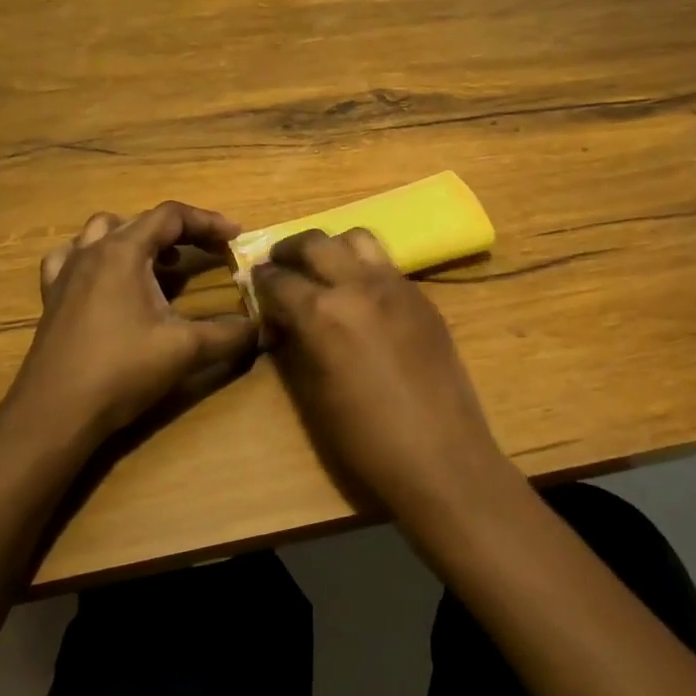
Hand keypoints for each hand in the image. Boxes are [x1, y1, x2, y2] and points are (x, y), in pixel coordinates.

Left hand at [8, 203, 259, 442]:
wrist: (54, 414)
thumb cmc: (121, 372)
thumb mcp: (185, 350)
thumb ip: (230, 335)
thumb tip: (264, 328)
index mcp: (123, 252)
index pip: (171, 216)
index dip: (207, 221)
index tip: (235, 237)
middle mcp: (92, 252)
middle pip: (140, 220)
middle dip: (179, 231)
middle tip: (207, 251)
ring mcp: (66, 272)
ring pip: (102, 231)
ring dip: (136, 237)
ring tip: (160, 261)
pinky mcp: (51, 297)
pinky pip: (71, 257)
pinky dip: (95, 256)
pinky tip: (107, 279)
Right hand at [251, 228, 509, 513]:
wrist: (442, 457)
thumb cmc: (366, 441)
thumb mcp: (313, 395)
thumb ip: (294, 345)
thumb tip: (281, 321)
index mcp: (323, 313)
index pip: (278, 279)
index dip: (259, 281)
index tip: (253, 284)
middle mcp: (358, 286)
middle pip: (314, 242)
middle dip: (288, 250)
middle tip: (278, 266)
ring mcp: (396, 286)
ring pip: (356, 237)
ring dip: (331, 247)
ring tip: (322, 269)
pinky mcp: (423, 297)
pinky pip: (385, 263)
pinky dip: (363, 266)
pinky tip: (360, 294)